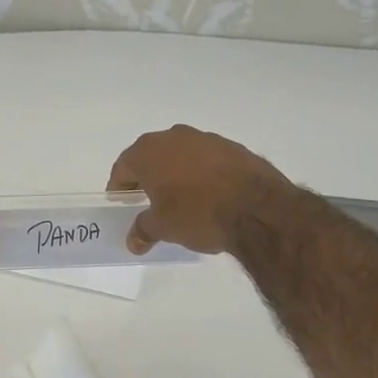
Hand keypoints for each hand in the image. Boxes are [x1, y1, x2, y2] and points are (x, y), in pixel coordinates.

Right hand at [107, 125, 294, 255]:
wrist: (257, 208)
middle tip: (150, 202)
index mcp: (148, 151)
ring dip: (177, 173)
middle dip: (148, 178)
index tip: (123, 205)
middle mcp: (173, 137)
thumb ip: (144, 229)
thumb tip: (134, 241)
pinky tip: (211, 195)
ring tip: (183, 200)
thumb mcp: (164, 227)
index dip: (119, 188)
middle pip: (151, 157)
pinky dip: (203, 173)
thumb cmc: (197, 214)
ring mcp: (205, 138)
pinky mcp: (233, 147)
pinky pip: (207, 159)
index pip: (123, 167)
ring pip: (181, 155)